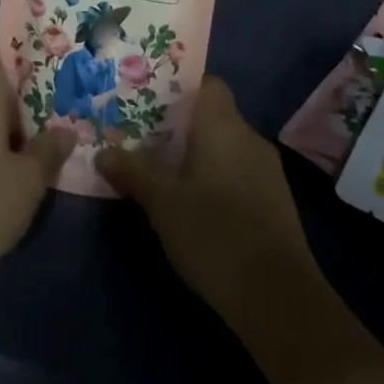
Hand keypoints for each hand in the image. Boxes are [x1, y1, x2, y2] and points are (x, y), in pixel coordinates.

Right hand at [96, 76, 316, 327]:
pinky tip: (195, 203)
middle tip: (143, 135)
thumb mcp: (163, 203)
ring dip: (198, 154)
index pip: (206, 83)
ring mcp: (267, 171)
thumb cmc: (215, 235)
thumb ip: (133, 172)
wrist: (280, 300)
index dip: (178, 86)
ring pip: (225, 146)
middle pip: (212, 115)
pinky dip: (216, 177)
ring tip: (162, 169)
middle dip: (179, 124)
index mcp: (223, 124)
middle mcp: (249, 137)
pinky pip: (238, 172)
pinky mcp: (275, 203)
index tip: (147, 98)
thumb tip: (103, 152)